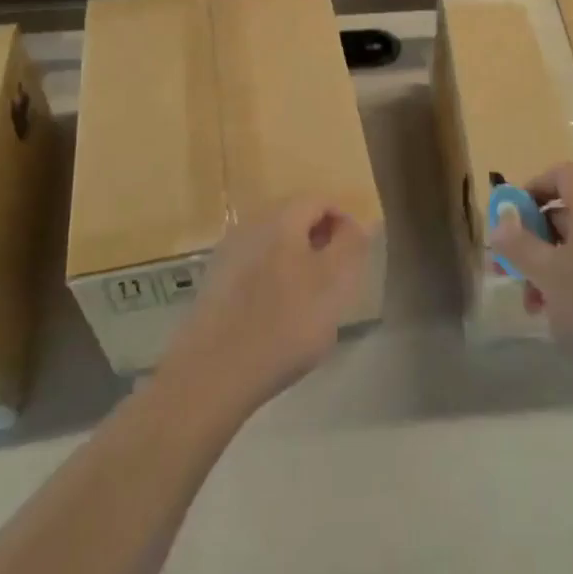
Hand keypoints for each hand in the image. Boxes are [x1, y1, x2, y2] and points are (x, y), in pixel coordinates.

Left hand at [161, 198, 372, 419]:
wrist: (213, 374)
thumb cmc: (285, 324)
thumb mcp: (334, 284)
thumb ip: (351, 246)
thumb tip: (360, 222)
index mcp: (281, 218)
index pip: (320, 200)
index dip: (344, 222)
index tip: (356, 257)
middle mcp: (250, 225)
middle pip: (294, 218)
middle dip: (320, 240)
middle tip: (337, 277)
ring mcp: (227, 254)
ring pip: (274, 244)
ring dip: (297, 261)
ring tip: (310, 300)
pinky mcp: (214, 283)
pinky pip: (254, 267)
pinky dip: (273, 280)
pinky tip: (277, 315)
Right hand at [490, 164, 572, 398]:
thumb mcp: (547, 274)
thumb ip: (519, 244)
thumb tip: (500, 222)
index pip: (562, 175)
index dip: (532, 188)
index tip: (510, 217)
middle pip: (567, 213)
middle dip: (533, 239)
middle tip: (508, 268)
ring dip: (549, 266)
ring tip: (532, 304)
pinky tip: (560, 314)